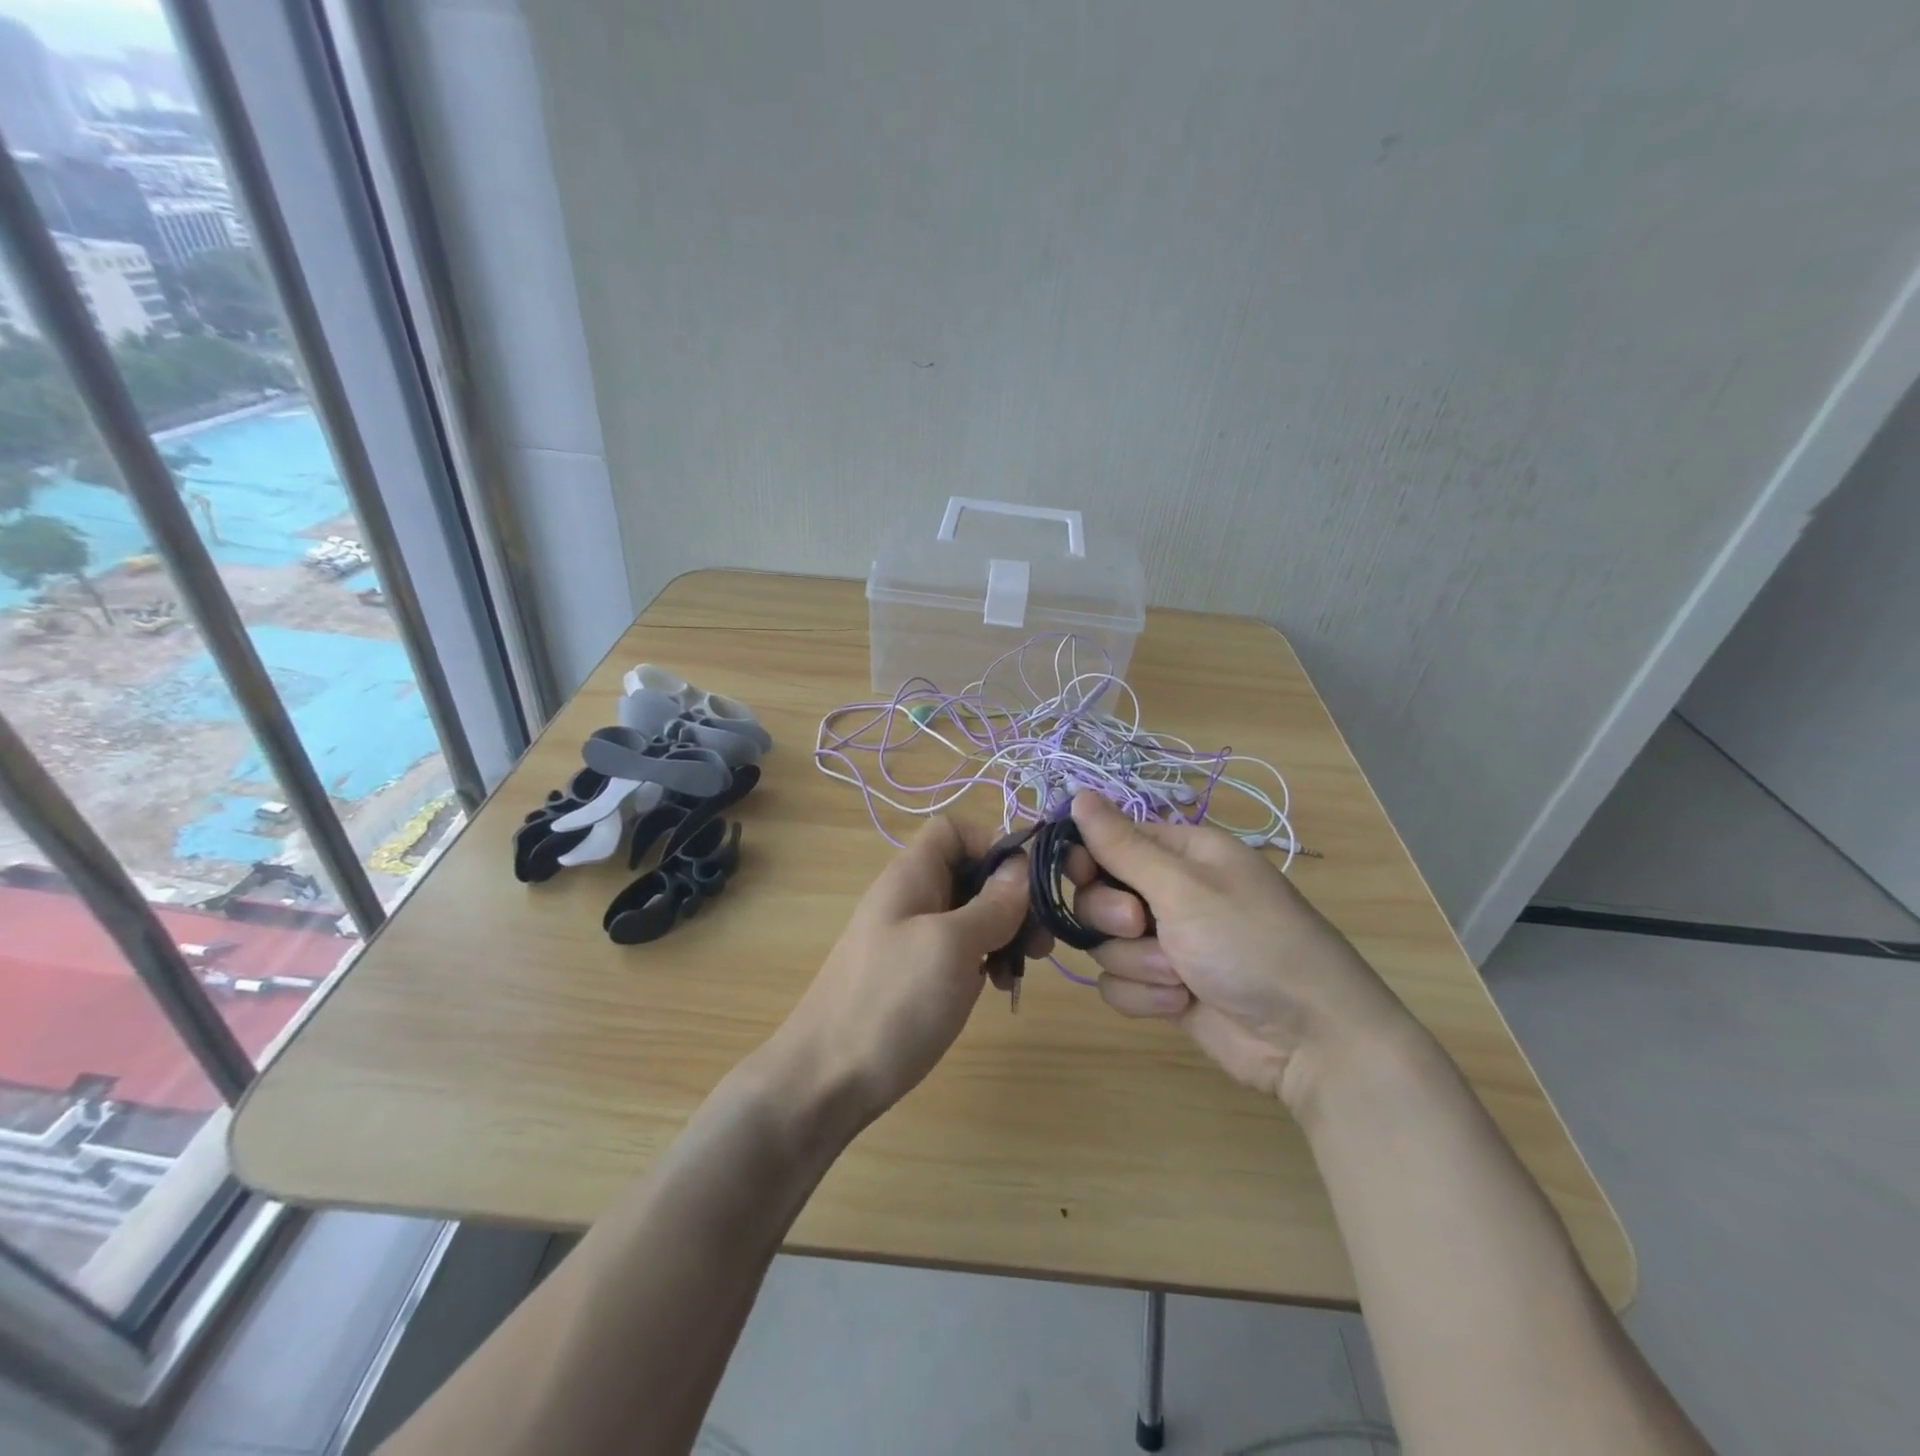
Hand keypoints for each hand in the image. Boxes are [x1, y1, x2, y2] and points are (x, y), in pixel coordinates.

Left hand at [771, 817, 1048, 1125]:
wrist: (825, 1081)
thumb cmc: (891, 1002)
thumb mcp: (951, 946)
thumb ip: (991, 904)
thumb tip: (1021, 868)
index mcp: (912, 875)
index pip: (956, 830)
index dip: (994, 845)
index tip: (1026, 885)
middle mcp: (912, 897)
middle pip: (971, 873)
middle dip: (1011, 898)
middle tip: (1040, 941)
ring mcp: (912, 938)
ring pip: (970, 914)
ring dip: (1004, 933)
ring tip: (1023, 969)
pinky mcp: (915, 975)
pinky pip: (959, 950)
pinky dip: (984, 960)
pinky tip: (995, 989)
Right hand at [1066, 792, 1416, 1109]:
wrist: (1310, 1040)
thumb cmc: (1251, 943)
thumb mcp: (1184, 888)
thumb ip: (1122, 846)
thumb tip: (1078, 794)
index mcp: (1182, 853)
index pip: (1110, 839)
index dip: (1087, 858)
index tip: (1082, 875)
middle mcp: (1171, 892)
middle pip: (1098, 894)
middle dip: (1112, 917)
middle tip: (1140, 926)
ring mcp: (1167, 942)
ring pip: (1105, 943)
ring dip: (1136, 963)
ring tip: (1179, 977)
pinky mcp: (1165, 986)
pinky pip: (1119, 984)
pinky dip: (1144, 996)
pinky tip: (1180, 1003)